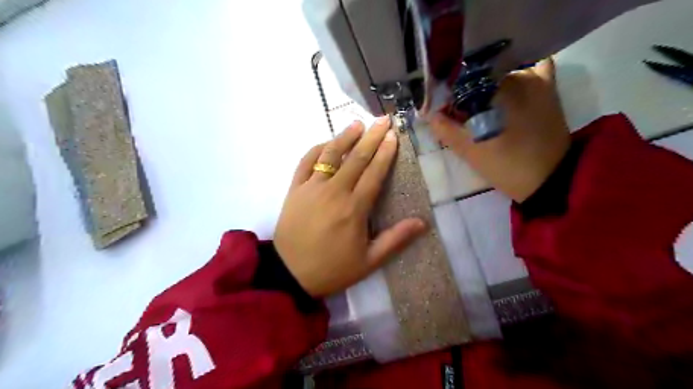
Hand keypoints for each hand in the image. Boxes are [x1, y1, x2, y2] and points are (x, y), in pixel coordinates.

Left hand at [274, 119, 425, 296]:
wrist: (290, 274)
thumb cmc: (332, 268)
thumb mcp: (369, 261)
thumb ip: (395, 239)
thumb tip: (422, 222)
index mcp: (354, 209)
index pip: (373, 173)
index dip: (385, 153)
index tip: (393, 136)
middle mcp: (334, 192)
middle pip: (356, 159)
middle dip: (371, 137)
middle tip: (383, 120)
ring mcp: (311, 188)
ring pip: (330, 155)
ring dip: (345, 137)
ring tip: (358, 124)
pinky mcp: (295, 189)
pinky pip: (305, 162)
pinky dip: (316, 149)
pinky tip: (327, 142)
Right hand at [432, 60, 571, 203]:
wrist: (550, 179)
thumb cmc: (507, 165)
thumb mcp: (470, 152)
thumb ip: (447, 131)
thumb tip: (430, 114)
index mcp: (496, 89)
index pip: (463, 81)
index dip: (449, 94)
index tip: (444, 109)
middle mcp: (517, 75)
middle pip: (482, 75)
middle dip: (467, 89)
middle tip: (458, 109)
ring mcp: (536, 80)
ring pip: (502, 72)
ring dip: (488, 82)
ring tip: (479, 102)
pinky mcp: (548, 90)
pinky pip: (532, 71)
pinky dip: (517, 75)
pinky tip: (506, 89)